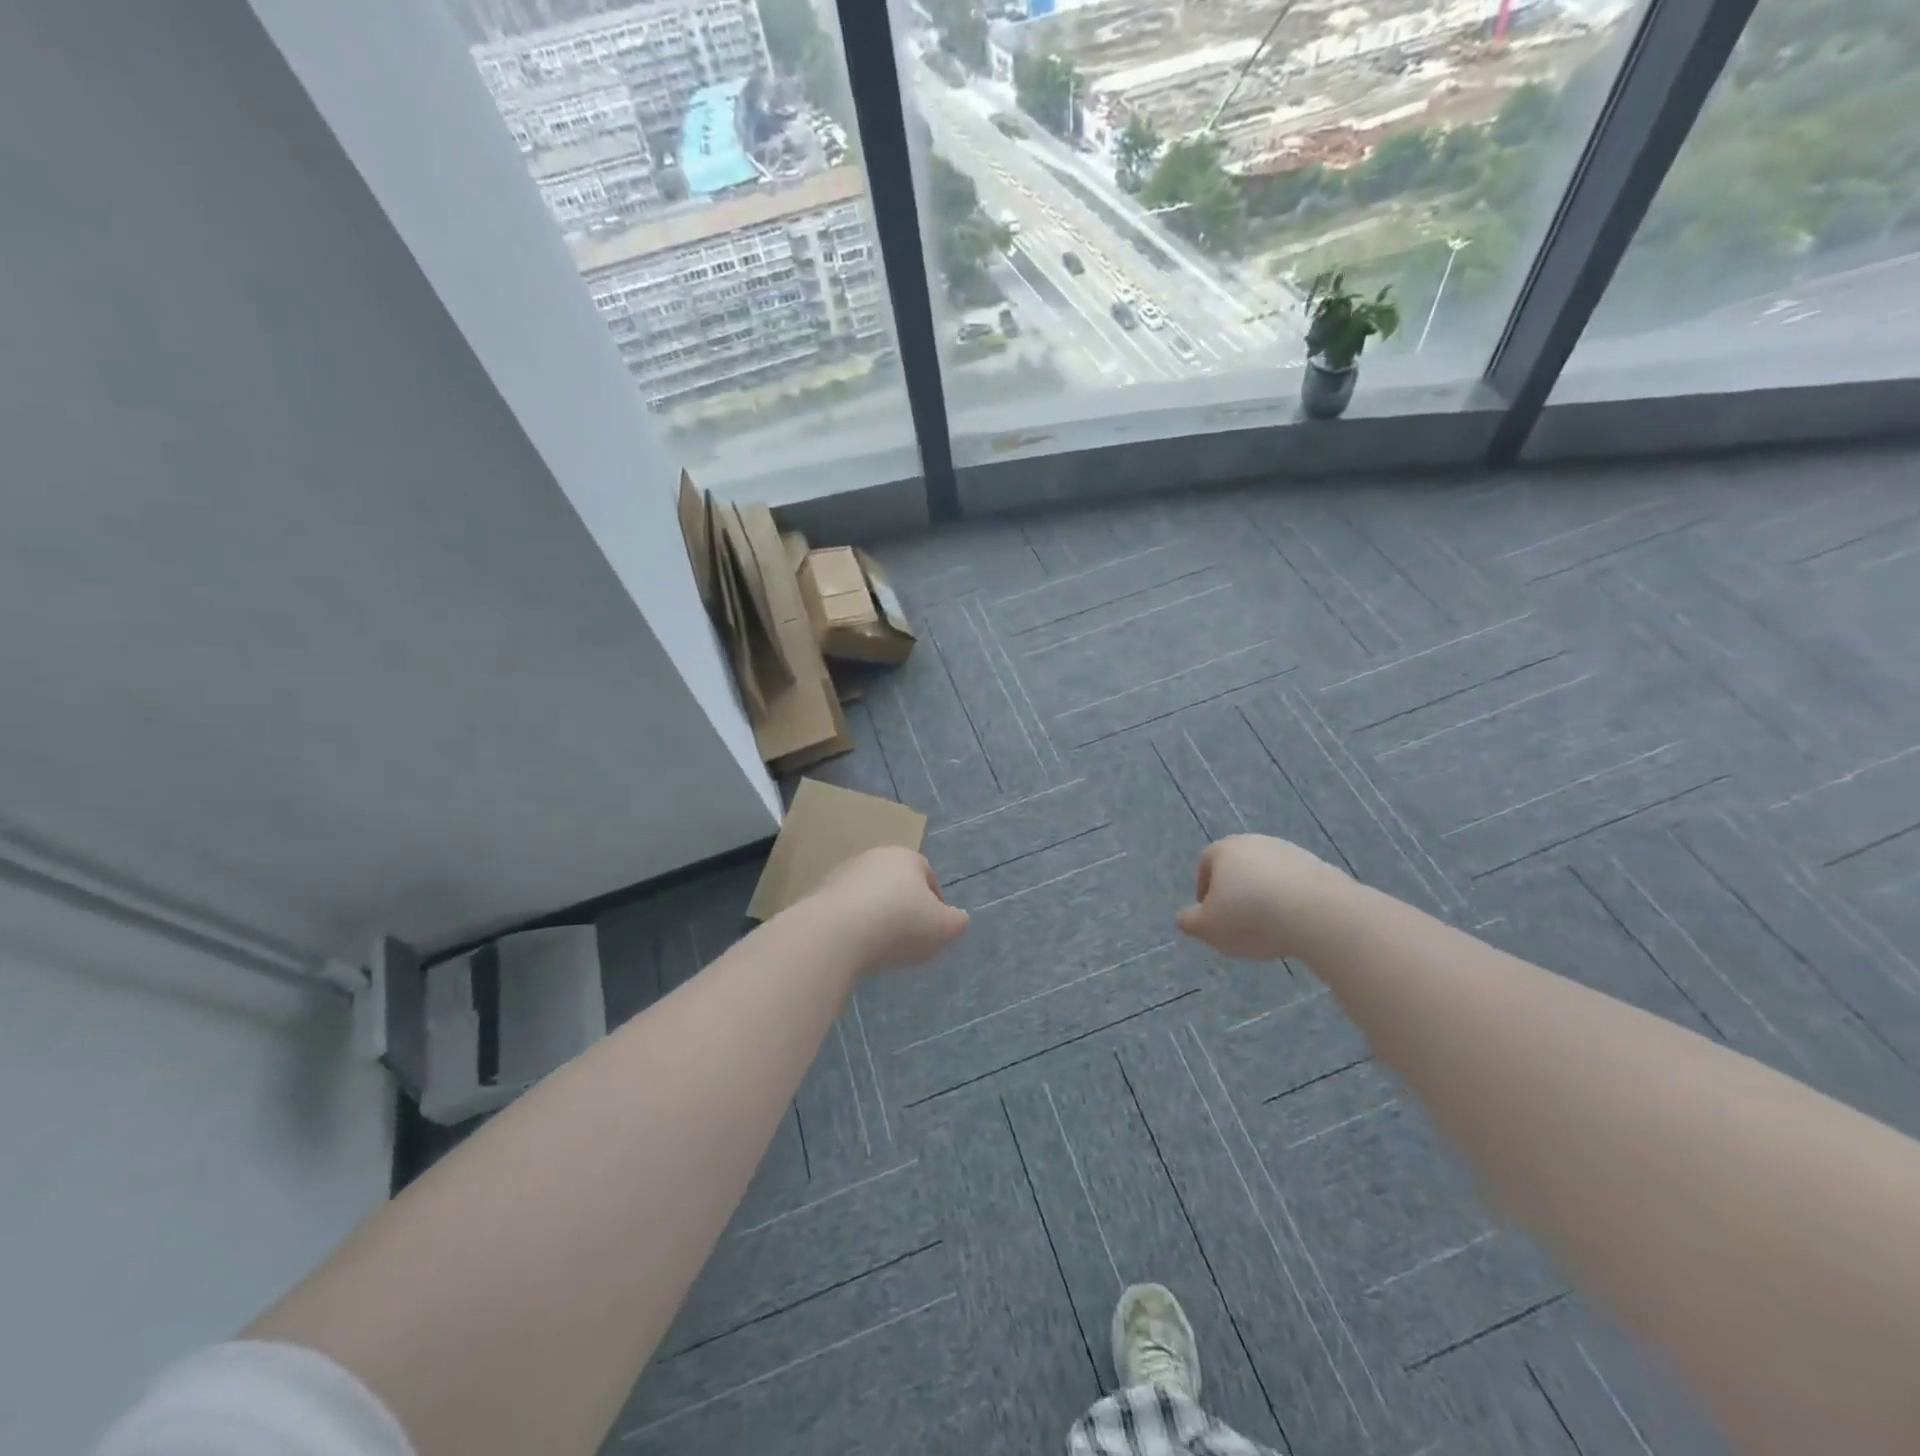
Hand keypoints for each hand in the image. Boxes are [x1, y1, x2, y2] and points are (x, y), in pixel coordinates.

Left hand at [807, 846, 969, 974]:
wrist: (834, 934)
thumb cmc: (899, 925)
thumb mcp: (944, 928)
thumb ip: (957, 922)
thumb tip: (957, 919)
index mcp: (906, 857)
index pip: (927, 875)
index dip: (935, 903)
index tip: (933, 930)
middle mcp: (873, 857)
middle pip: (896, 884)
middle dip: (903, 908)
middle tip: (908, 940)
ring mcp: (842, 874)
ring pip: (869, 896)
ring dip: (876, 917)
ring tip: (879, 948)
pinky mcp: (818, 895)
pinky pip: (844, 911)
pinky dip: (852, 926)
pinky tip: (854, 948)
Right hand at [1176, 834, 1350, 960]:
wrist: (1317, 913)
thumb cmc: (1249, 916)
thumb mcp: (1207, 927)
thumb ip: (1190, 922)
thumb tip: (1185, 919)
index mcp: (1224, 849)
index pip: (1206, 864)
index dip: (1204, 890)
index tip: (1210, 915)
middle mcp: (1256, 843)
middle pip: (1239, 867)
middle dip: (1236, 892)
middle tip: (1238, 922)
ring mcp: (1290, 852)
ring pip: (1268, 875)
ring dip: (1265, 896)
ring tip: (1269, 928)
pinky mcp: (1320, 868)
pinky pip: (1296, 885)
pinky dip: (1291, 901)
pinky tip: (1294, 924)